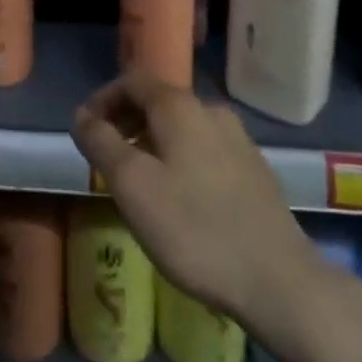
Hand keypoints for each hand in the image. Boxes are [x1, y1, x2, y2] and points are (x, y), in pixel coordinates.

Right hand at [72, 71, 328, 328]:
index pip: (131, 80)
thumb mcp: (132, 185)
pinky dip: (180, 160)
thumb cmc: (195, 228)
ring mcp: (238, 140)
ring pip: (182, 128)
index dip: (102, 99)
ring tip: (138, 182)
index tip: (85, 132)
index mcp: (179, 106)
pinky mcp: (255, 171)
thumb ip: (101, 143)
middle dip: (126, 122)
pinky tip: (179, 200)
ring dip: (152, 143)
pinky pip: (204, 150)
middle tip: (106, 159)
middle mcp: (211, 110)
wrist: (280, 281)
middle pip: (157, 101)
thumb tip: (82, 115)